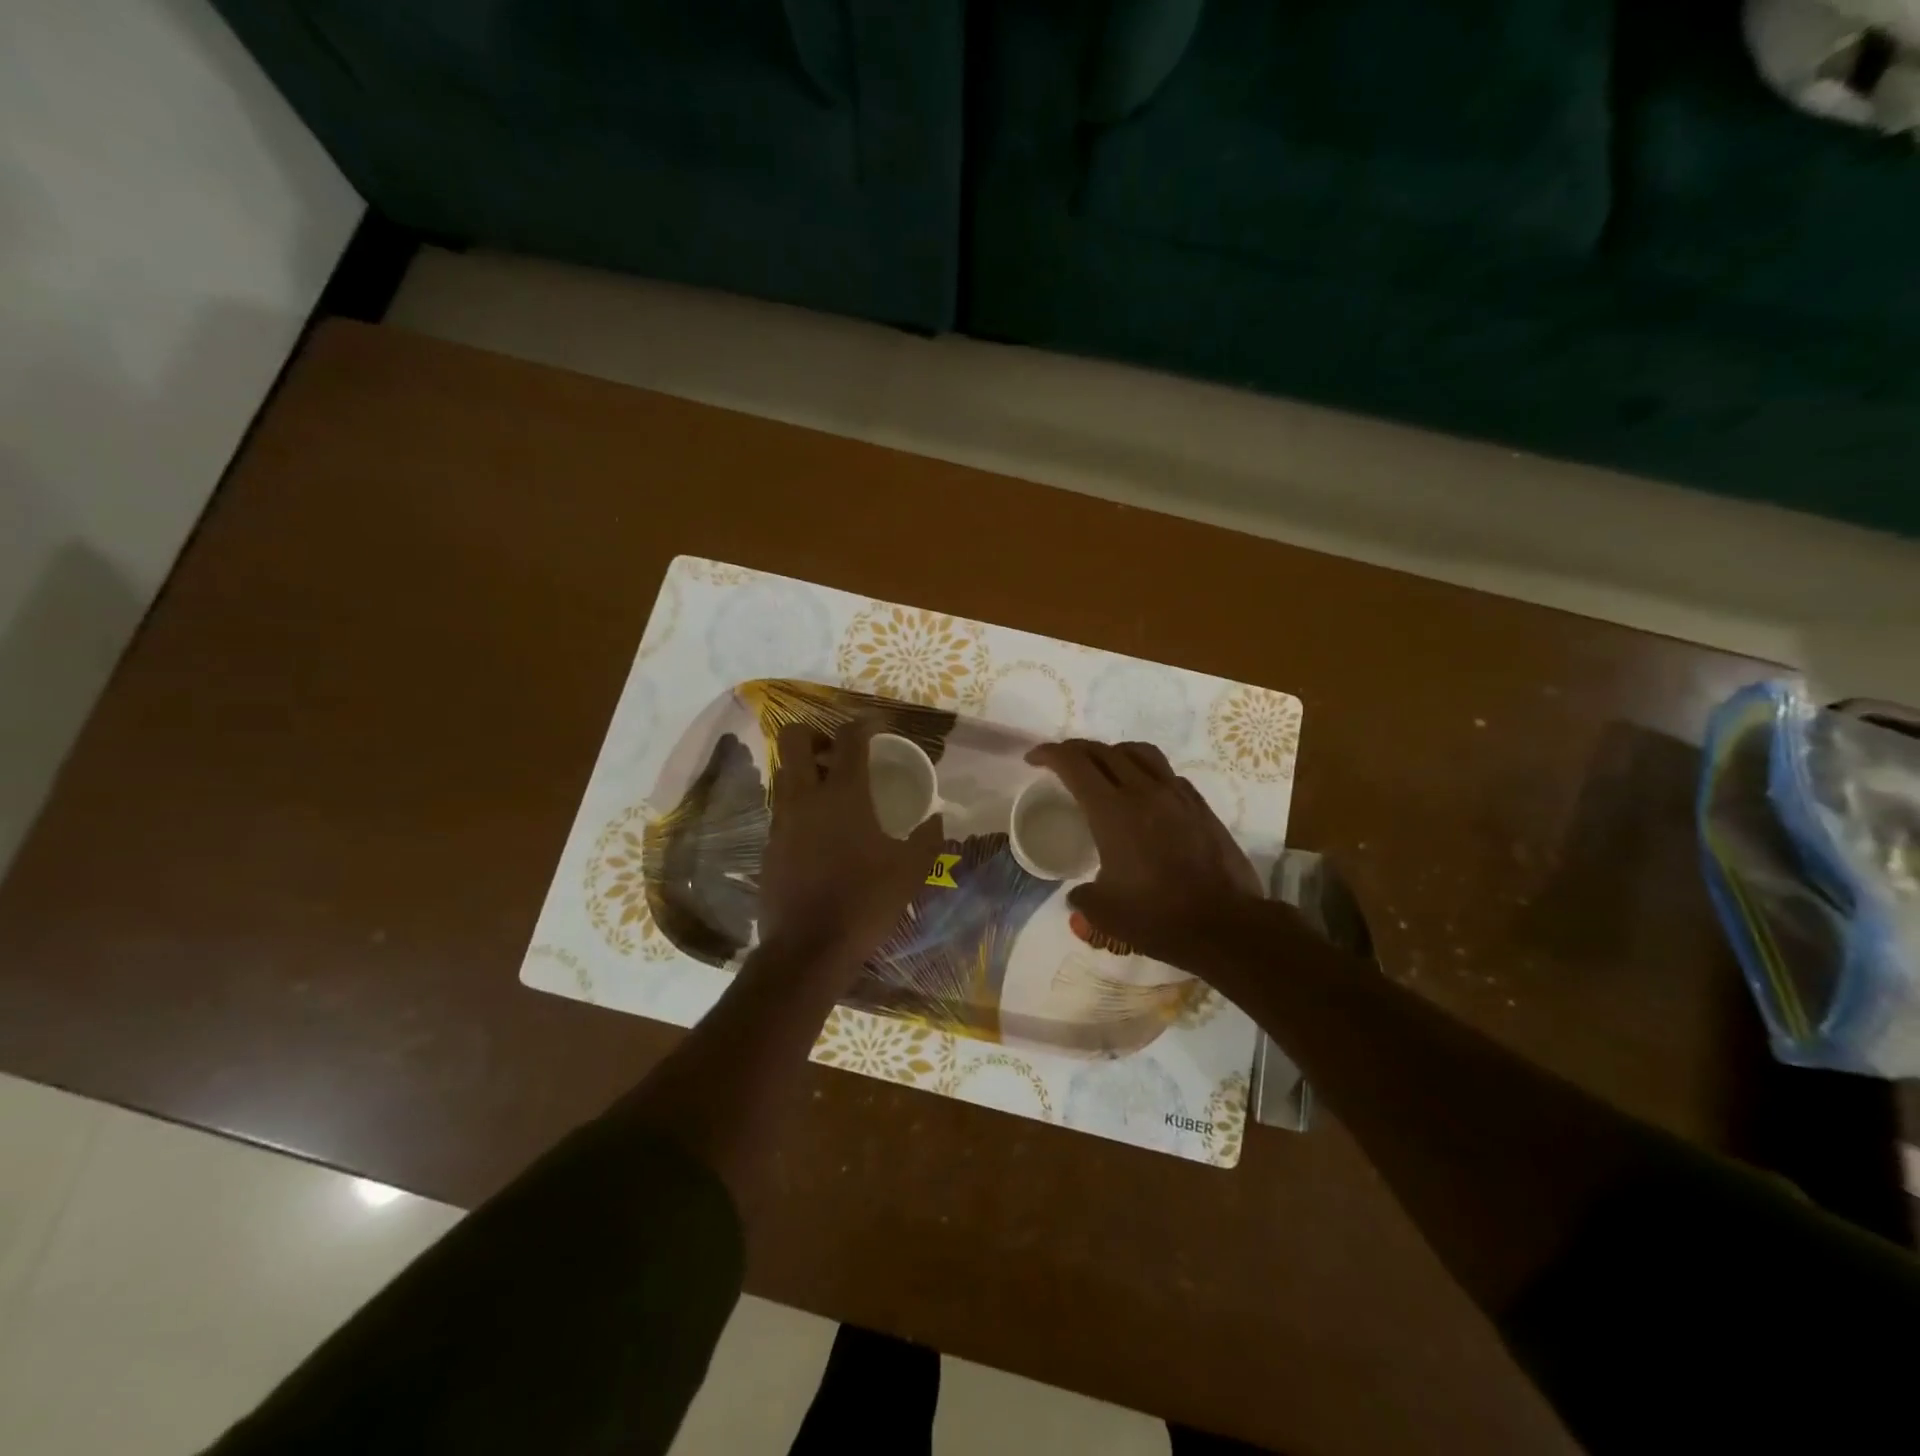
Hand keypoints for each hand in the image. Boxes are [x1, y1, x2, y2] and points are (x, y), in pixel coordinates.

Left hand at [759, 717, 944, 974]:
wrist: (808, 949)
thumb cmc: (864, 903)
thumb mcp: (910, 871)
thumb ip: (928, 838)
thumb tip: (938, 818)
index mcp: (844, 795)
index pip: (849, 739)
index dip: (863, 723)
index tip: (876, 725)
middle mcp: (806, 797)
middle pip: (794, 739)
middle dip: (815, 733)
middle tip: (838, 752)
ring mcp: (781, 820)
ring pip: (783, 772)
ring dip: (805, 769)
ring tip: (831, 790)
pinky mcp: (769, 845)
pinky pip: (781, 807)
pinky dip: (798, 803)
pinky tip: (819, 830)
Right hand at [1026, 739, 1262, 963]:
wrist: (1226, 925)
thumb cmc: (1158, 917)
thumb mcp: (1104, 913)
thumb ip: (1082, 897)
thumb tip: (1078, 895)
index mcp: (1112, 811)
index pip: (1074, 764)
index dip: (1049, 754)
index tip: (1033, 759)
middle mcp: (1144, 791)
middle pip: (1104, 751)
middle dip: (1075, 750)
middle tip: (1060, 762)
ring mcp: (1177, 795)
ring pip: (1140, 753)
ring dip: (1113, 752)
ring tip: (1103, 767)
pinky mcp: (1200, 807)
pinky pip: (1167, 774)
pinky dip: (1145, 772)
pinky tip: (1143, 794)